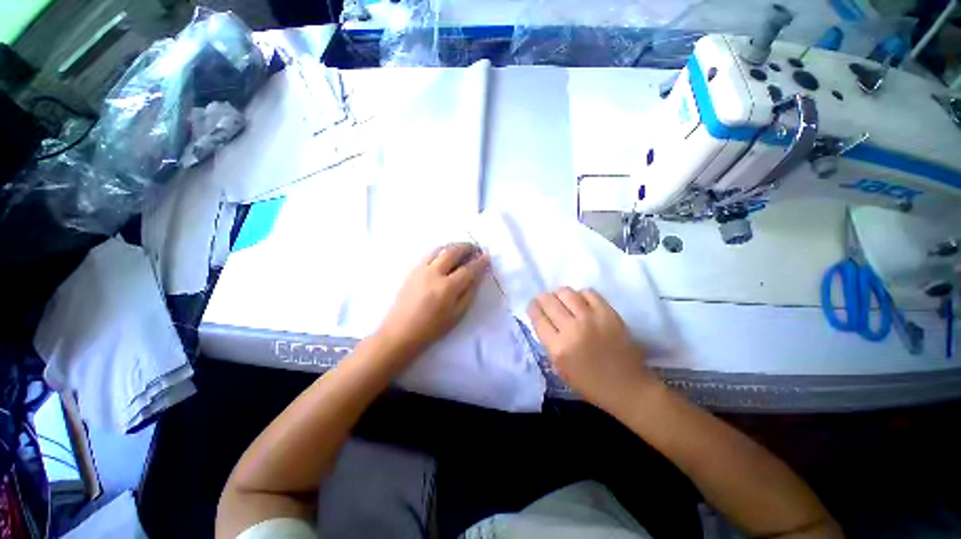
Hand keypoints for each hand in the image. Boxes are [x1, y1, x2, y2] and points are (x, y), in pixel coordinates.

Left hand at [376, 243, 488, 361]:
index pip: (468, 269)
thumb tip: (477, 276)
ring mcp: (421, 269)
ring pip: (440, 249)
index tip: (487, 257)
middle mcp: (434, 273)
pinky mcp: (412, 270)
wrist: (400, 331)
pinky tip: (445, 256)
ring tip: (461, 249)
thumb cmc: (432, 327)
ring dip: (453, 246)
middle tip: (475, 249)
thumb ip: (469, 293)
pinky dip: (441, 251)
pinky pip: (429, 254)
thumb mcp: (457, 314)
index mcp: (447, 287)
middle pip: (453, 252)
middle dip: (467, 247)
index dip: (480, 262)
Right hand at [528, 288, 656, 410]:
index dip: (533, 307)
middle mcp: (572, 330)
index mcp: (558, 348)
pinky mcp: (609, 314)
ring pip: (566, 293)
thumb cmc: (590, 384)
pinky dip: (581, 295)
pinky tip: (582, 302)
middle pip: (549, 301)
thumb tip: (543, 319)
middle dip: (542, 298)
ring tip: (563, 300)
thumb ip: (549, 342)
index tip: (534, 306)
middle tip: (545, 299)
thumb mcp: (560, 368)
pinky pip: (589, 293)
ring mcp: (592, 319)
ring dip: (560, 294)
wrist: (628, 387)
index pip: (538, 317)